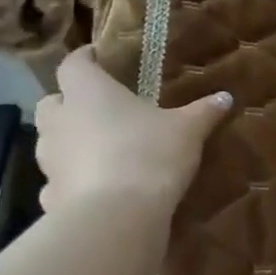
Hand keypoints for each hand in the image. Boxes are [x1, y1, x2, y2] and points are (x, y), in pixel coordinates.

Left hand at [32, 48, 232, 212]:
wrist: (117, 217)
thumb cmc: (150, 155)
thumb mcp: (188, 130)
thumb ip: (204, 111)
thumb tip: (226, 96)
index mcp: (88, 92)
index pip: (73, 63)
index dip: (84, 59)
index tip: (97, 57)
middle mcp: (61, 121)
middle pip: (51, 102)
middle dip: (68, 103)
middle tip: (96, 107)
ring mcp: (49, 161)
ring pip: (50, 142)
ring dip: (69, 142)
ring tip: (99, 150)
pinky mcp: (50, 196)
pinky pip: (57, 183)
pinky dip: (71, 182)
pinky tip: (94, 190)